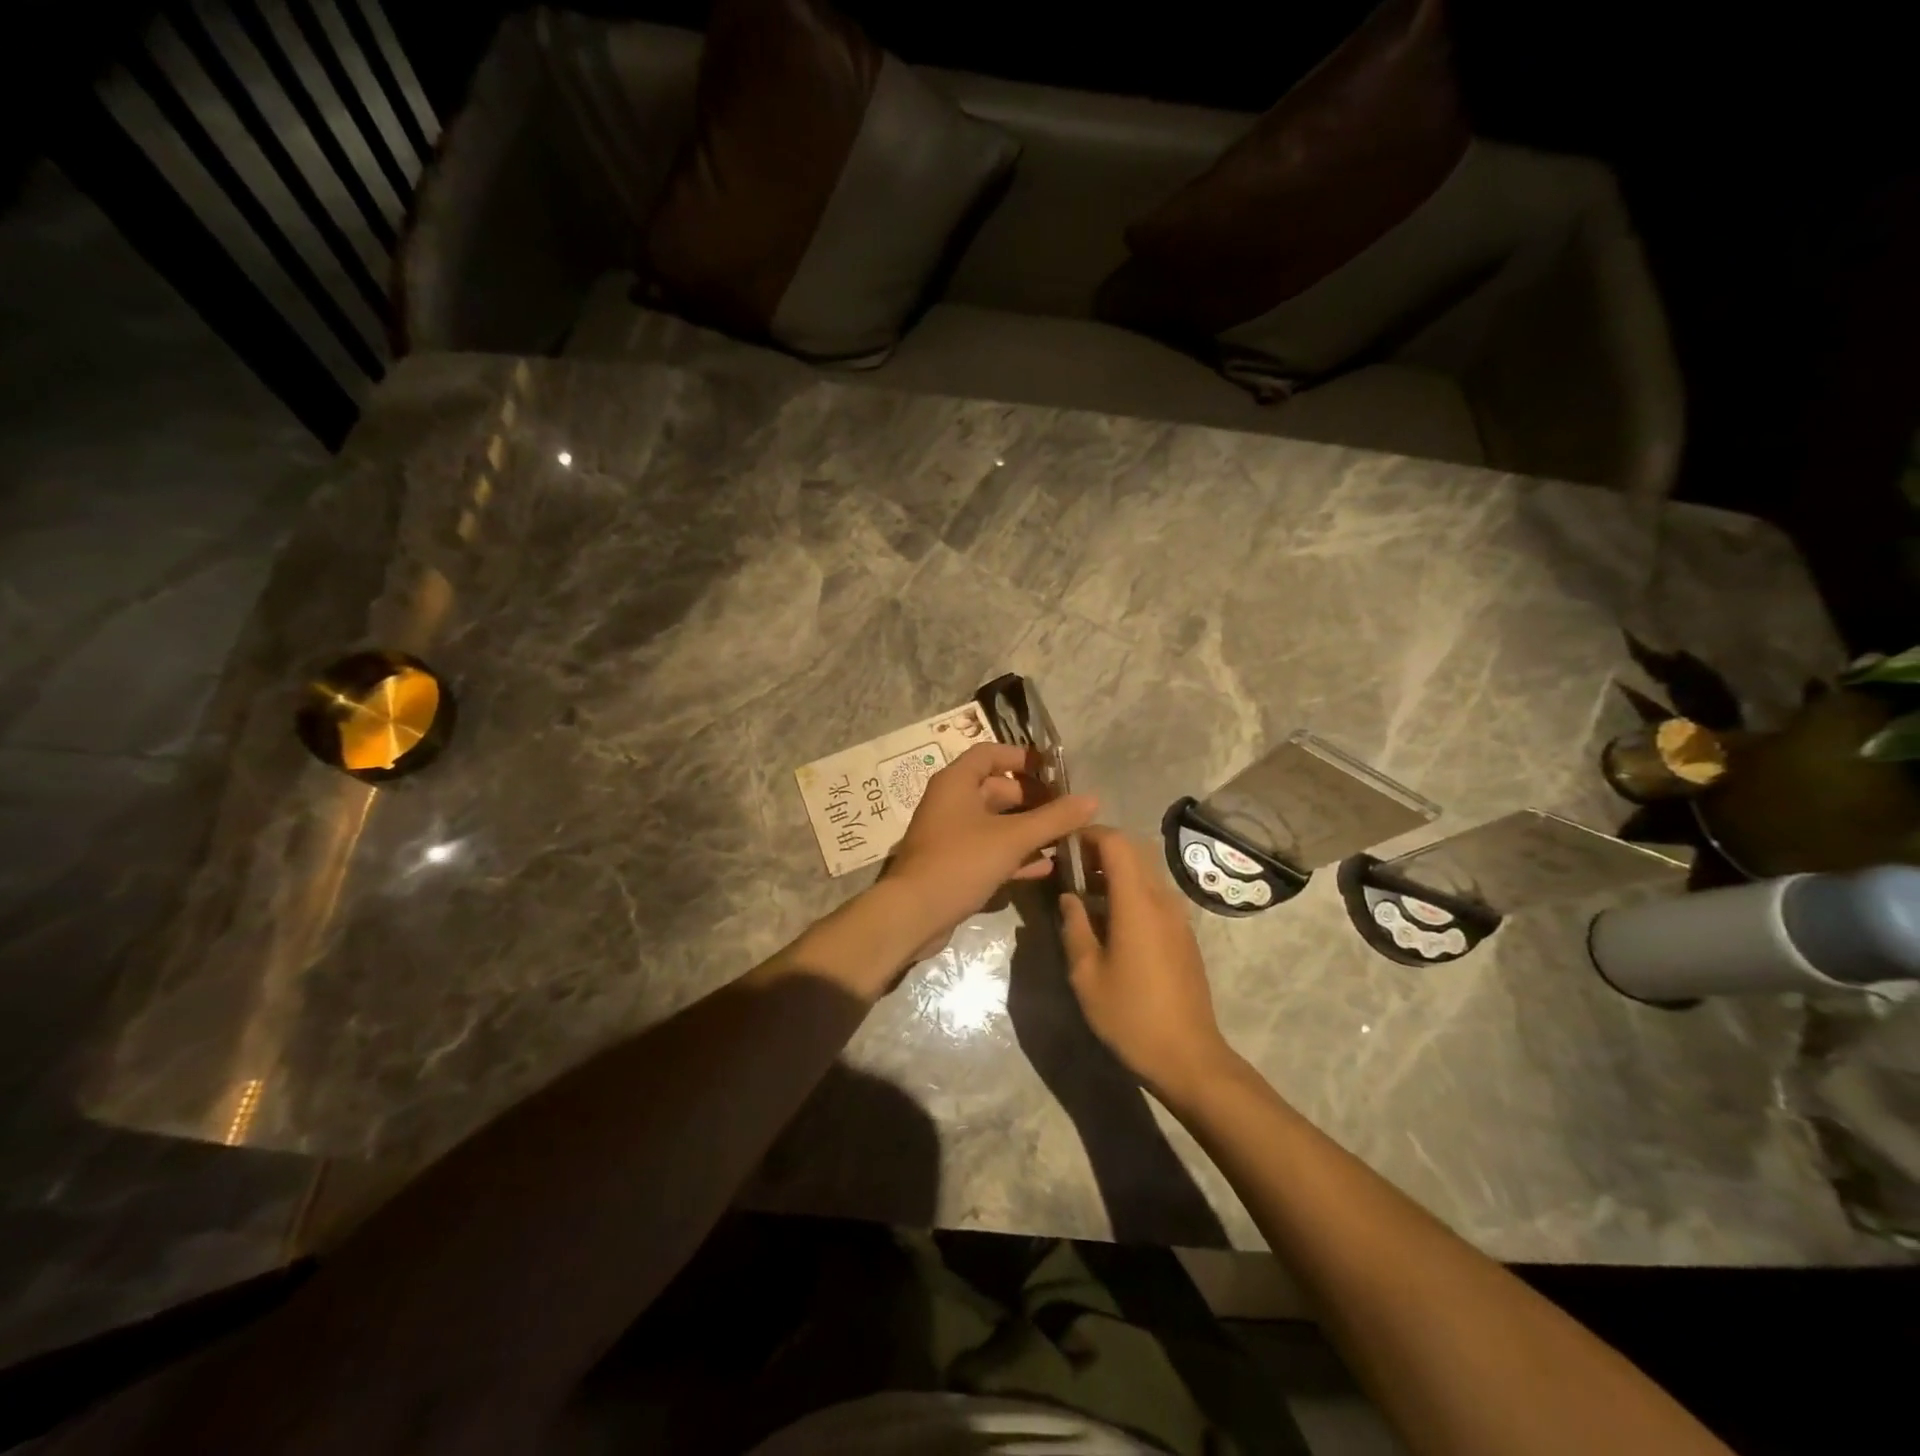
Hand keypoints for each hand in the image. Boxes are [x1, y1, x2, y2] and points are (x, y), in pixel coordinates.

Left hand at [884, 743, 1096, 961]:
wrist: (914, 914)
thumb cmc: (961, 862)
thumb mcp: (1012, 838)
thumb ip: (1054, 818)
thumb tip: (1093, 799)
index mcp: (956, 782)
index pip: (990, 754)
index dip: (1022, 758)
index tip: (1054, 770)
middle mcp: (951, 802)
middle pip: (997, 790)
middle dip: (1034, 799)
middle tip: (1068, 811)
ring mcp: (951, 835)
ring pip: (996, 823)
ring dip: (1028, 829)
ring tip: (1066, 838)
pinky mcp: (955, 864)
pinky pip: (991, 850)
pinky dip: (1016, 854)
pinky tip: (1047, 866)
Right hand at [1059, 826, 1237, 1102]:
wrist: (1188, 1056)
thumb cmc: (1130, 1015)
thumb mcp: (1086, 974)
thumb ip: (1074, 926)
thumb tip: (1068, 897)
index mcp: (1137, 902)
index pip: (1116, 842)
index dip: (1088, 834)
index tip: (1063, 845)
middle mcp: (1162, 899)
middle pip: (1133, 852)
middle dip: (1100, 850)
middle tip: (1069, 870)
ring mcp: (1178, 917)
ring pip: (1145, 873)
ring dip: (1115, 872)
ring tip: (1084, 896)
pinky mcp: (1184, 934)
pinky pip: (1154, 896)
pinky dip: (1130, 892)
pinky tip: (1110, 922)